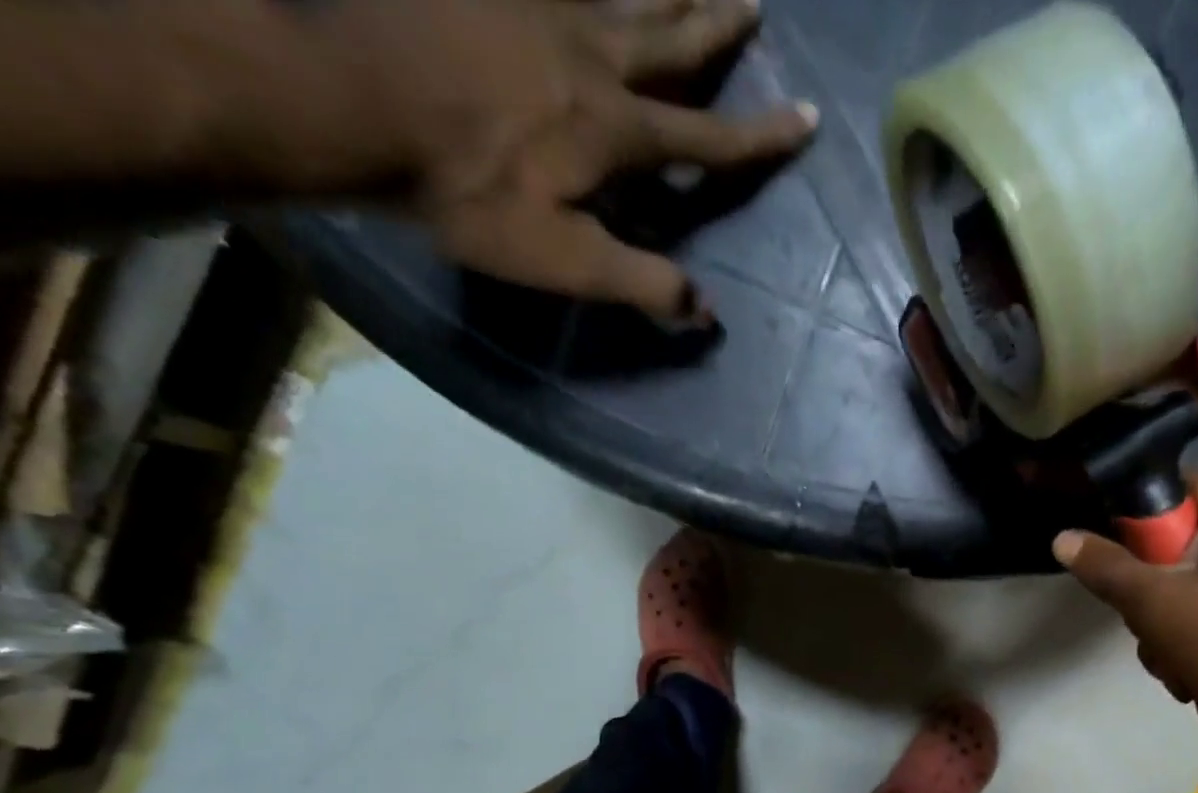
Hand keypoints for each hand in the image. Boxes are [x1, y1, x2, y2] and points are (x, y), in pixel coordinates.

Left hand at [305, 0, 817, 321]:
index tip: (806, 117)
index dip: (761, 135)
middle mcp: (592, 56)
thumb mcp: (564, 260)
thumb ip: (641, 283)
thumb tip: (706, 312)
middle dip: (718, 28)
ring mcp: (535, 8)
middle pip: (672, 40)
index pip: (709, 139)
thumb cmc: (465, 193)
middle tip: (754, 3)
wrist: (346, 102)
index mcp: (617, 131)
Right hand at [1053, 470, 1197, 768]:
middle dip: (1154, 612)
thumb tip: (1063, 537)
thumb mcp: (1158, 604)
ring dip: (1174, 645)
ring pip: (1184, 601)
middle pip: (1167, 557)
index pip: (1156, 497)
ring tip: (1194, 672)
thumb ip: (1106, 569)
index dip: (1129, 542)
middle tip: (1164, 636)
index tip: (1124, 584)